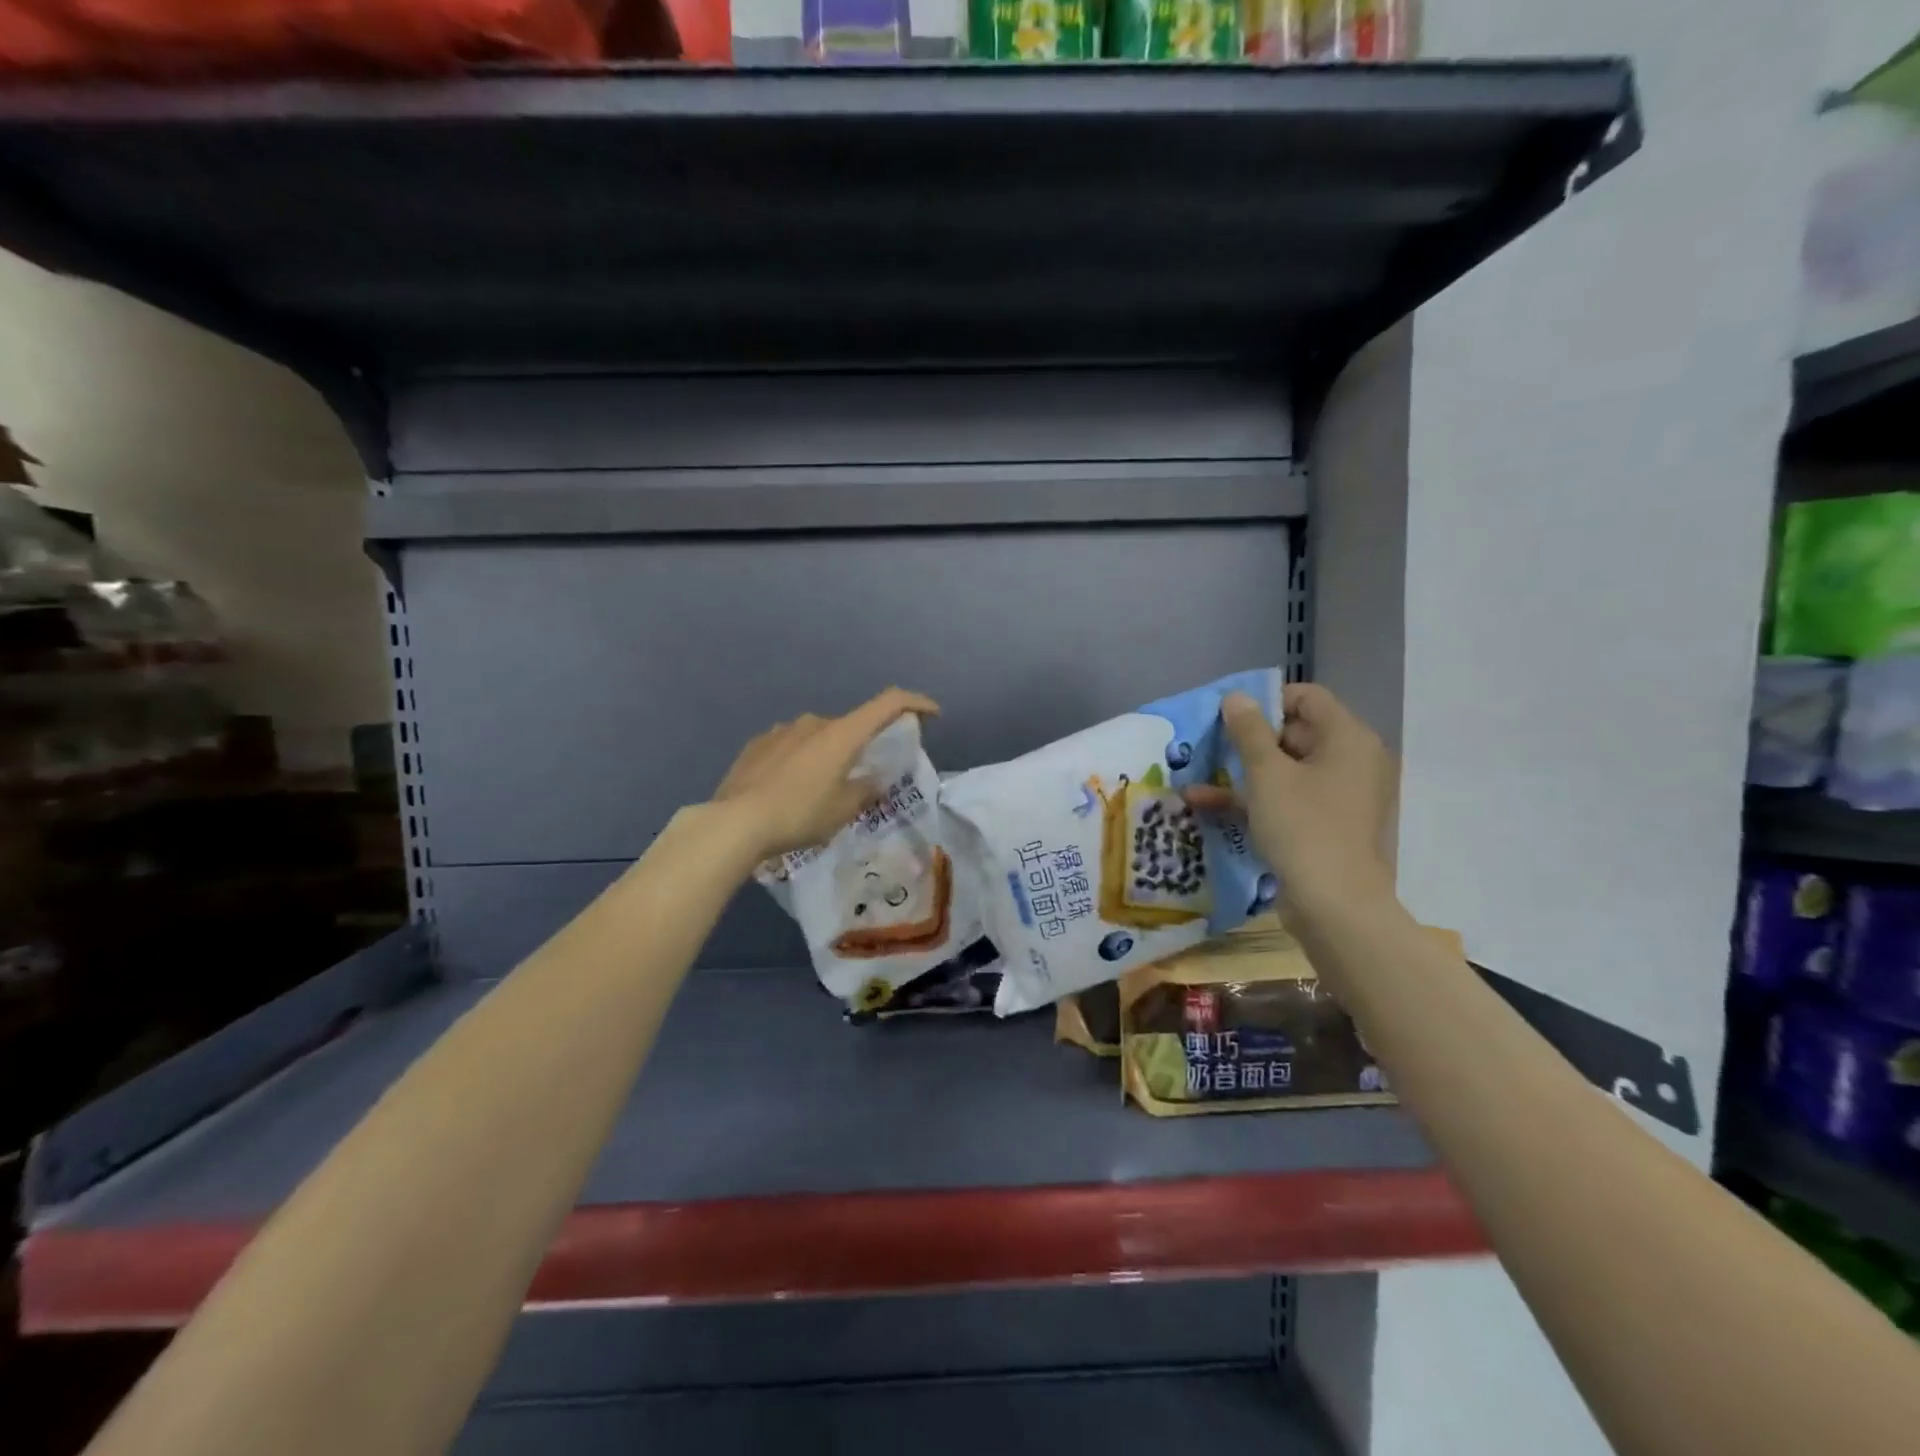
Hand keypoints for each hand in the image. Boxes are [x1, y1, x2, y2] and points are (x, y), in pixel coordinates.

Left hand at [712, 688, 939, 859]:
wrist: (735, 822)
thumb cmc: (800, 814)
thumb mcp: (843, 809)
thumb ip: (867, 790)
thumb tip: (875, 780)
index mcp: (842, 733)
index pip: (889, 703)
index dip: (915, 703)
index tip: (932, 714)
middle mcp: (814, 722)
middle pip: (851, 725)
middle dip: (862, 746)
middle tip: (862, 777)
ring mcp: (782, 730)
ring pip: (818, 736)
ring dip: (827, 754)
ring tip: (819, 790)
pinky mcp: (757, 744)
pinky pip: (790, 746)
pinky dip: (800, 760)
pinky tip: (789, 788)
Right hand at [1184, 683, 1396, 917]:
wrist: (1334, 907)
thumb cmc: (1303, 827)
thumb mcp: (1266, 774)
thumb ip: (1248, 731)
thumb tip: (1236, 697)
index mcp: (1348, 739)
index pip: (1308, 698)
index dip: (1266, 701)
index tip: (1228, 716)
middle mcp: (1350, 761)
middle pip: (1296, 733)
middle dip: (1248, 739)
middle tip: (1208, 744)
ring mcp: (1338, 797)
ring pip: (1286, 770)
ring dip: (1242, 771)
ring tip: (1197, 772)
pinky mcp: (1324, 826)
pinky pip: (1287, 800)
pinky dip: (1253, 799)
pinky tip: (1205, 804)